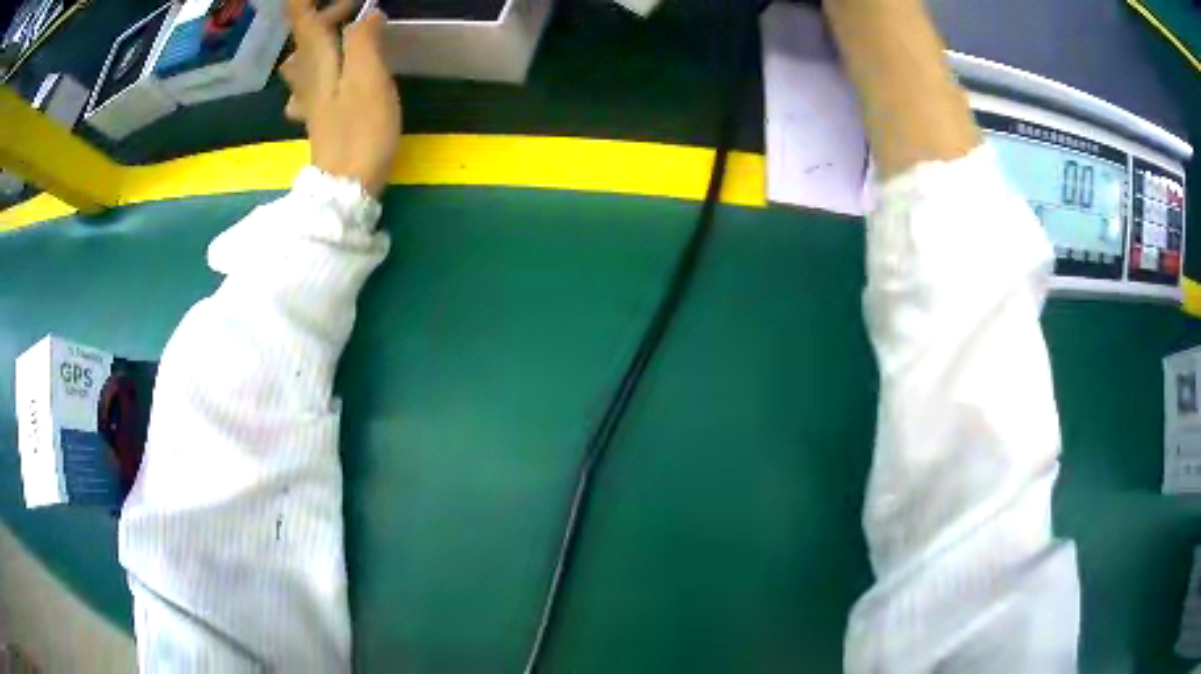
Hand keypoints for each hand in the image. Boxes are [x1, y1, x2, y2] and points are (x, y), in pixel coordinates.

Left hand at [280, 0, 400, 196]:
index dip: (306, 0)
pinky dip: (318, 70)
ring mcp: (307, 97)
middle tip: (364, 10)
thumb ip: (363, 40)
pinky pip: (308, 83)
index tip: (343, 2)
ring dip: (321, 39)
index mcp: (316, 58)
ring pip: (302, 57)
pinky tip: (332, 75)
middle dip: (330, 12)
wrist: (346, 188)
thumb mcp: (368, 78)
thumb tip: (367, 14)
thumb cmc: (360, 131)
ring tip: (346, 35)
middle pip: (305, 32)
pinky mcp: (316, 115)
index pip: (300, 15)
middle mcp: (305, 74)